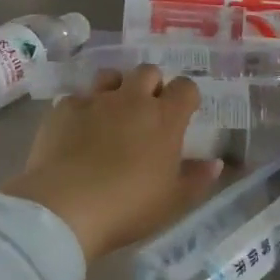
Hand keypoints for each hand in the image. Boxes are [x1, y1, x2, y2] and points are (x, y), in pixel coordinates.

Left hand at [1, 66, 220, 262]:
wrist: (64, 208)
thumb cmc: (128, 207)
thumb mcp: (173, 201)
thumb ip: (197, 179)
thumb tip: (216, 163)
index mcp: (165, 118)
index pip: (186, 87)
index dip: (186, 96)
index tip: (183, 112)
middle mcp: (132, 100)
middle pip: (148, 71)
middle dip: (152, 85)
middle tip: (148, 111)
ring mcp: (95, 100)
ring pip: (110, 76)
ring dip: (116, 88)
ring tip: (112, 112)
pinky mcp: (63, 109)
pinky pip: (77, 98)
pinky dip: (81, 109)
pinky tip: (77, 130)